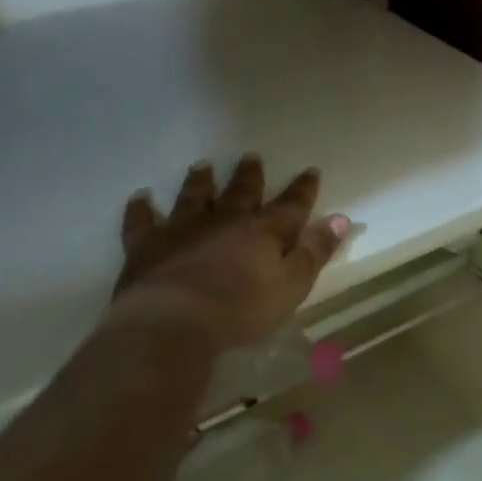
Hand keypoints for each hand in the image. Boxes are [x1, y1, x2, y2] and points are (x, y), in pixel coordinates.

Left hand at [104, 154, 349, 353]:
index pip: (291, 205)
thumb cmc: (242, 309)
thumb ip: (315, 251)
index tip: (311, 171)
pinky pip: (142, 221)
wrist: (174, 322)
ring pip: (193, 197)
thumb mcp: (293, 285)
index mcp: (264, 231)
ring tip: (203, 165)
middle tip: (251, 158)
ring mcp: (182, 229)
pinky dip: (141, 208)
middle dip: (249, 177)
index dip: (303, 189)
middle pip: (241, 193)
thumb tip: (340, 218)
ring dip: (200, 182)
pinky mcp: (147, 245)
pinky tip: (141, 197)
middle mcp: (224, 220)